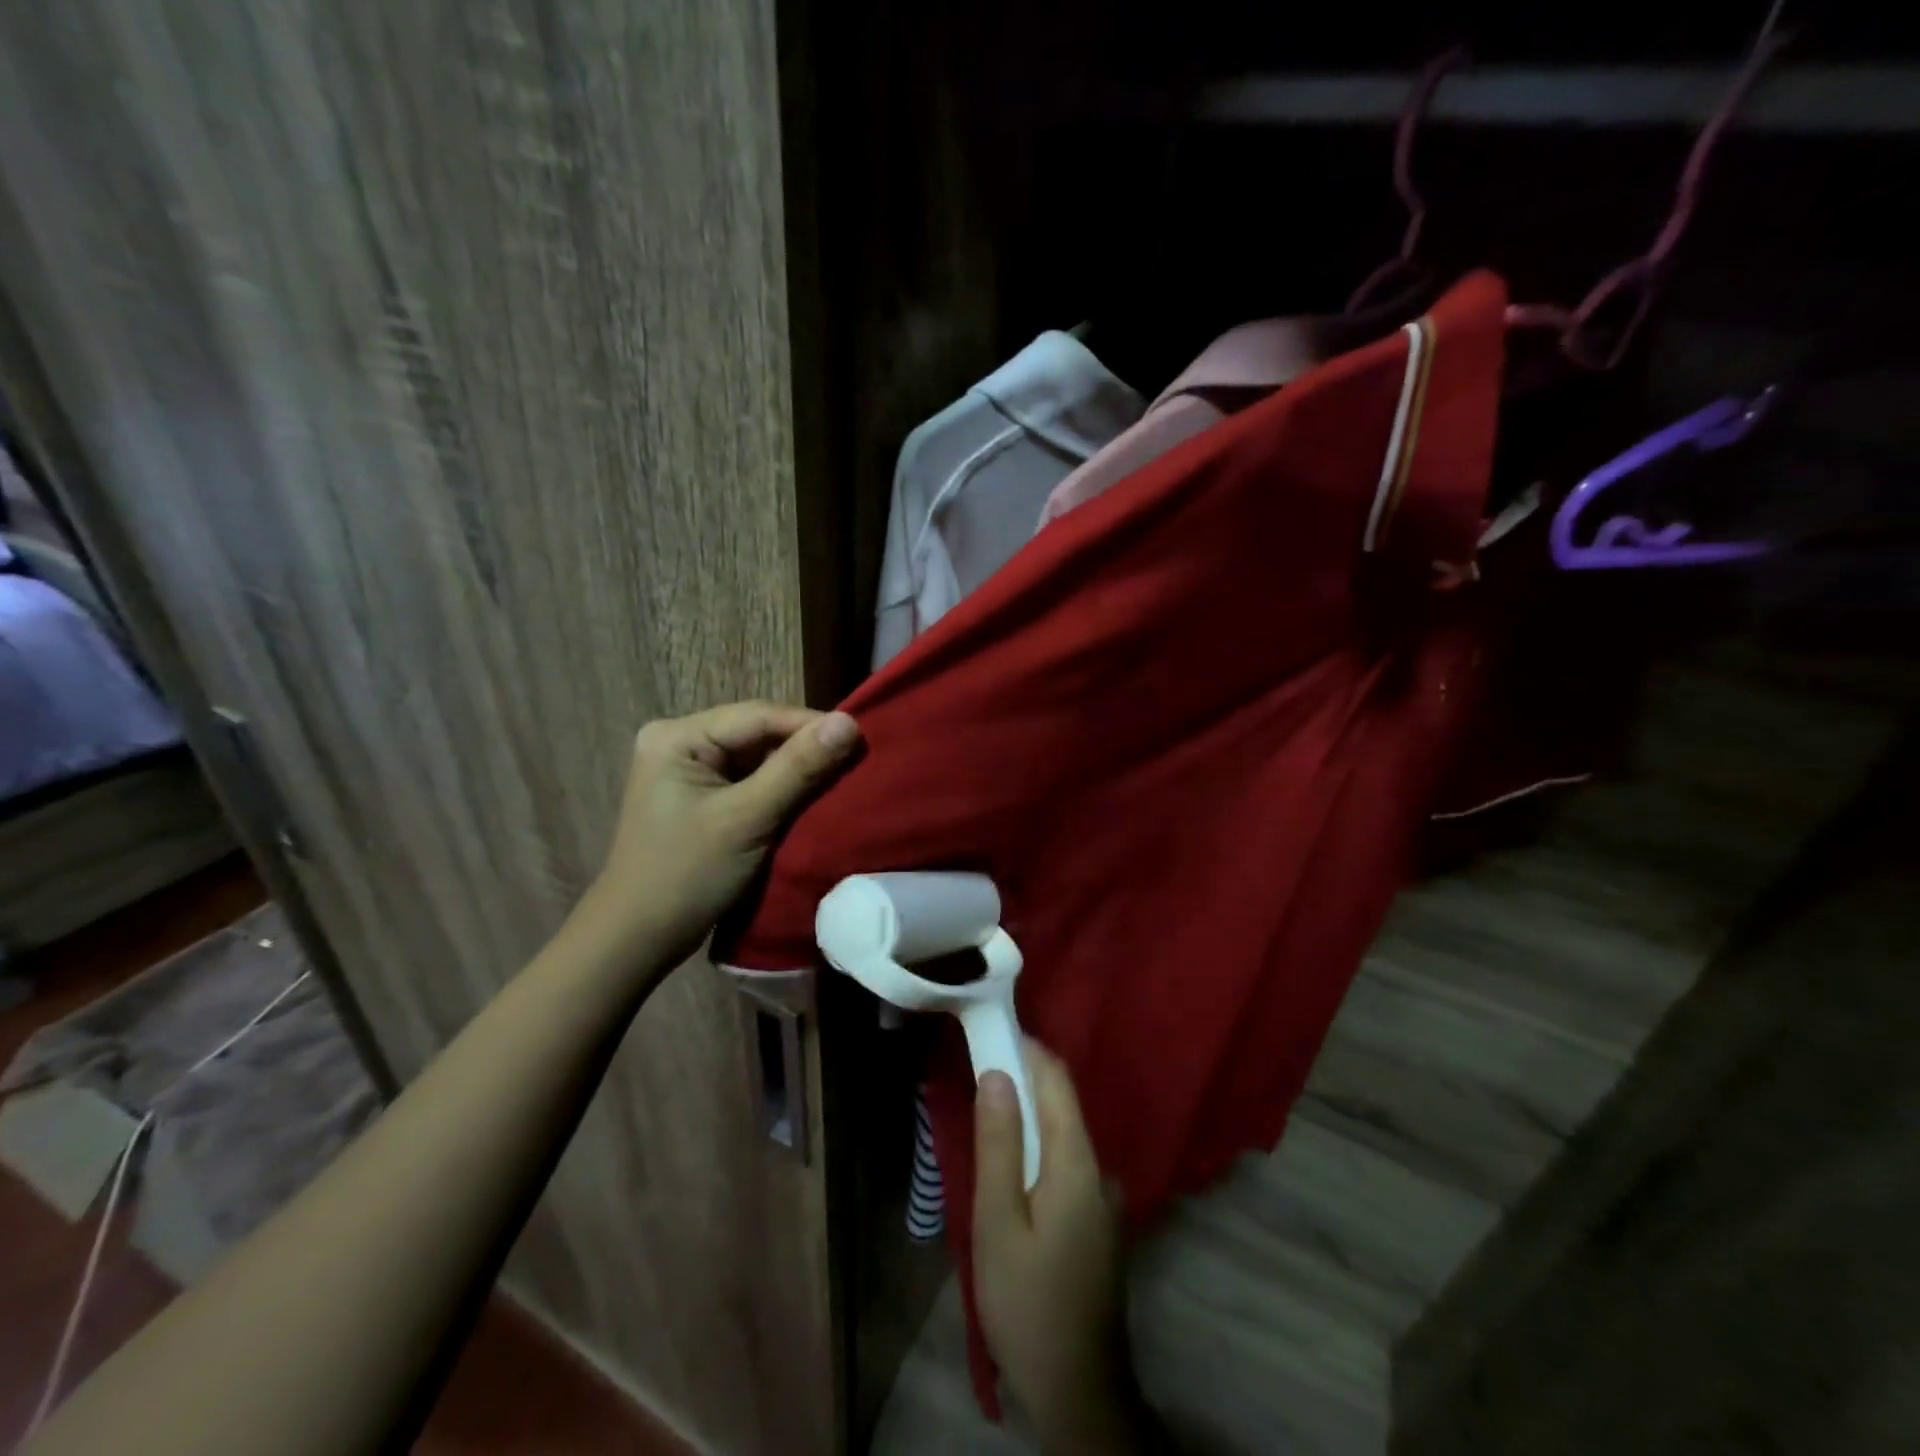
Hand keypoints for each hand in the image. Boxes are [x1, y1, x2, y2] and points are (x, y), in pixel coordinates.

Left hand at [580, 701, 860, 968]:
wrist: (637, 940)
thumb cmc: (686, 875)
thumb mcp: (747, 818)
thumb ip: (798, 768)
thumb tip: (849, 722)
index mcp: (678, 736)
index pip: (759, 715)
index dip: (812, 725)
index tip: (861, 739)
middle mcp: (679, 741)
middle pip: (758, 733)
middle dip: (805, 748)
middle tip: (855, 761)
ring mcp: (687, 770)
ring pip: (758, 757)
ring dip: (796, 770)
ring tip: (841, 778)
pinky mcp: (699, 796)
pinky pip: (750, 780)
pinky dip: (780, 790)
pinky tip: (809, 799)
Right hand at [974, 1041, 1155, 1453]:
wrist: (1079, 1391)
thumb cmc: (1028, 1302)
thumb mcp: (999, 1223)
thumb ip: (999, 1144)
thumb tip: (998, 1073)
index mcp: (1078, 1162)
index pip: (1057, 1081)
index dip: (1026, 1049)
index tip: (991, 1031)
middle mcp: (1100, 1170)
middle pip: (1061, 1105)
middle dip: (1023, 1079)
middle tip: (978, 1068)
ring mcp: (1104, 1198)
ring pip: (1063, 1135)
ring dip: (1028, 1115)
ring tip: (987, 1112)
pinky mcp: (1098, 1222)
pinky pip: (1066, 1163)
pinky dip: (1038, 1147)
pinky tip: (1012, 1165)